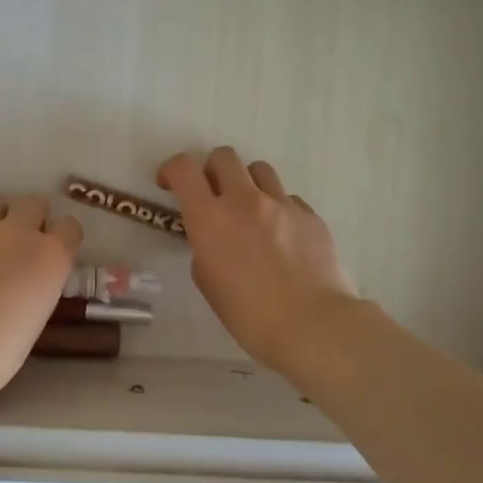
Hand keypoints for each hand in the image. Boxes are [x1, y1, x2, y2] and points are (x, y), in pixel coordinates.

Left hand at [0, 194, 81, 393]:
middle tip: (21, 241)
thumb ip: (38, 283)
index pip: (69, 227)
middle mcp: (17, 231)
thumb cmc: (1, 351)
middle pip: (33, 203)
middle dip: (31, 217)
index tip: (55, 250)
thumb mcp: (38, 314)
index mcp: (50, 255)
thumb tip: (27, 280)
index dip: (62, 237)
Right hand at [158, 147, 358, 371]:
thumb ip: (205, 248)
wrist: (314, 326)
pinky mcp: (310, 215)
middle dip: (212, 170)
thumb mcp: (208, 283)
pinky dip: (278, 209)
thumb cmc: (250, 316)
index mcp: (210, 218)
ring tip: (252, 212)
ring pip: (259, 169)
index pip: (183, 169)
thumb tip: (214, 237)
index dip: (171, 169)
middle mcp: (245, 200)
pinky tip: (283, 238)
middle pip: (223, 156)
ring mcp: (282, 204)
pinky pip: (288, 199)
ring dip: (247, 184)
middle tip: (213, 196)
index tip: (169, 184)